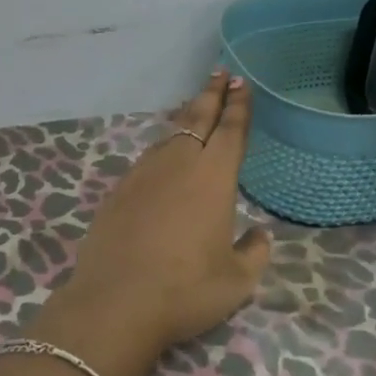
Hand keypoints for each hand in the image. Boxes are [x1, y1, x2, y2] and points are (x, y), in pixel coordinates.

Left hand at [49, 70, 271, 363]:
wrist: (116, 301)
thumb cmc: (186, 290)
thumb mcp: (237, 281)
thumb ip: (254, 253)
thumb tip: (259, 235)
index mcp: (213, 177)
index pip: (230, 130)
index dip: (238, 105)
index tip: (241, 82)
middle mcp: (179, 164)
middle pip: (198, 118)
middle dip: (212, 94)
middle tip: (220, 74)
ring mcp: (144, 174)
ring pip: (170, 134)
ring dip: (186, 116)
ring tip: (194, 106)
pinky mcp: (120, 189)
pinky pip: (148, 156)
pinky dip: (162, 145)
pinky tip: (163, 154)